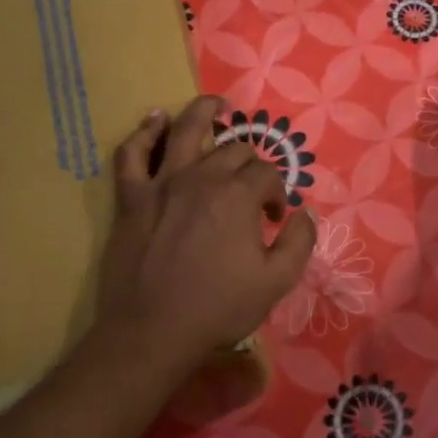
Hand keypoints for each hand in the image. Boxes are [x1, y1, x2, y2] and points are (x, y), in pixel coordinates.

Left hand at [95, 96, 315, 375]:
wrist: (152, 333)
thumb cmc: (218, 308)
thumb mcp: (277, 281)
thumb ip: (299, 241)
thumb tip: (305, 212)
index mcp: (238, 196)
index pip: (268, 174)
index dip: (278, 192)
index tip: (276, 218)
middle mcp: (201, 178)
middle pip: (234, 150)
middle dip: (251, 162)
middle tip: (252, 185)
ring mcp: (162, 183)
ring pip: (185, 131)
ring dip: (204, 111)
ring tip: (217, 104)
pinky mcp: (131, 198)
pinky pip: (133, 154)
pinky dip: (145, 133)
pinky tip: (155, 119)